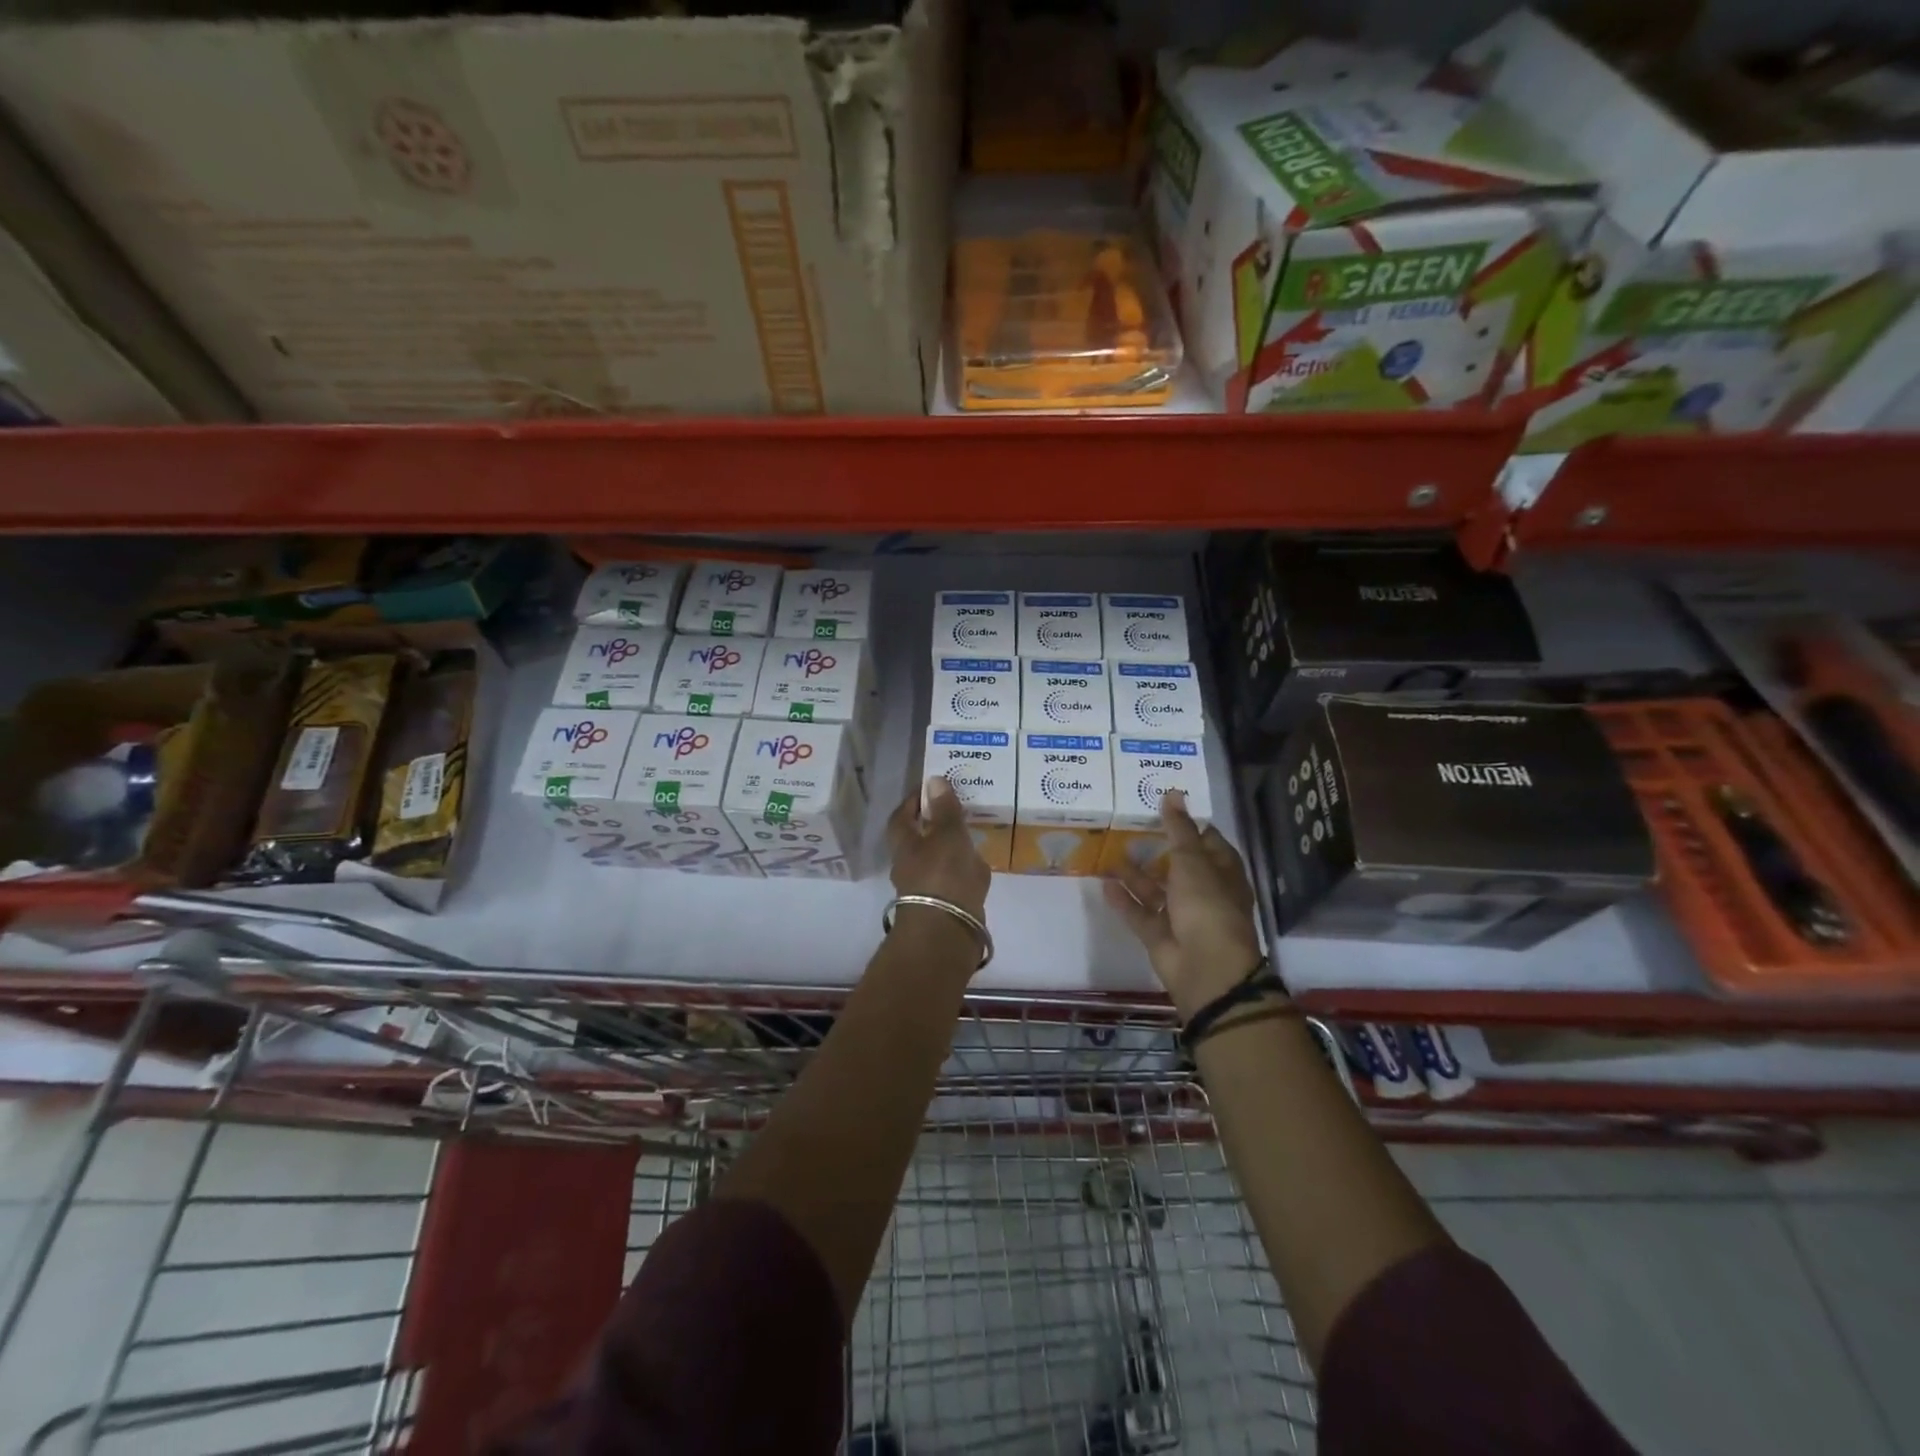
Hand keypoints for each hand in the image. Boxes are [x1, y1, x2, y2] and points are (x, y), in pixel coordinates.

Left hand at [889, 776, 990, 922]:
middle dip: (934, 825)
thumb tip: (933, 780)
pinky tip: (979, 866)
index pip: (902, 816)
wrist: (947, 931)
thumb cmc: (943, 875)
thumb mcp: (948, 835)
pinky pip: (952, 881)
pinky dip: (963, 871)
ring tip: (973, 836)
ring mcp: (925, 888)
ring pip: (936, 861)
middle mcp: (908, 866)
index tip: (932, 789)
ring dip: (950, 849)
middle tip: (957, 811)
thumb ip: (944, 809)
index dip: (914, 801)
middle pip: (918, 840)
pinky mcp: (942, 906)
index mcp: (904, 845)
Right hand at [1103, 791, 1265, 1019]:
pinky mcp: (1160, 935)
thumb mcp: (1192, 861)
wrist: (1205, 968)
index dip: (1187, 824)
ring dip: (1135, 874)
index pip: (1207, 841)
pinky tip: (1104, 883)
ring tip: (1110, 852)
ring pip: (1156, 890)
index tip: (1161, 805)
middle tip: (1128, 825)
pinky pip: (1140, 913)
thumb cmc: (1207, 906)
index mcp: (1222, 873)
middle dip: (1156, 848)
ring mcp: (1181, 916)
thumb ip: (1178, 828)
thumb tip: (1173, 793)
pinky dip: (1124, 900)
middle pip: (1178, 865)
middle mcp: (1203, 892)